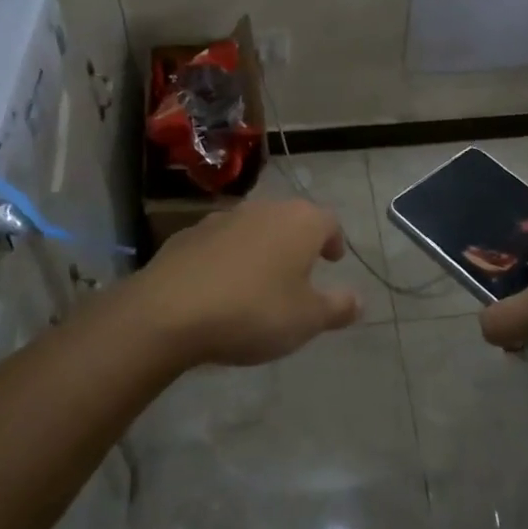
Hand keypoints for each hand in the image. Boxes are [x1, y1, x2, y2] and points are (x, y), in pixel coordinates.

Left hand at [125, 198, 362, 368]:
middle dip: (297, 242)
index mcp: (299, 222)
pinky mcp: (187, 234)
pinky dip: (228, 257)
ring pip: (253, 228)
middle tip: (300, 271)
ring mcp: (222, 218)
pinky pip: (220, 243)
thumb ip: (337, 307)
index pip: (329, 221)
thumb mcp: (306, 320)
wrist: (169, 311)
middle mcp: (263, 208)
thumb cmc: (253, 312)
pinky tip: (221, 286)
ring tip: (260, 280)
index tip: (332, 261)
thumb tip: (358, 300)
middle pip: (290, 219)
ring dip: (261, 248)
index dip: (333, 240)